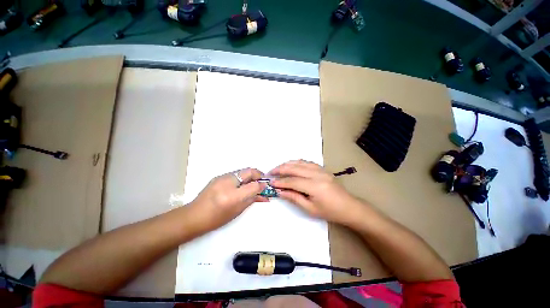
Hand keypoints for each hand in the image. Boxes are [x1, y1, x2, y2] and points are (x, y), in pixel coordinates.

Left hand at [188, 168, 267, 231]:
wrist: (194, 216)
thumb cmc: (217, 218)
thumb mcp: (238, 210)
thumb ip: (252, 199)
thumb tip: (263, 192)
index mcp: (233, 195)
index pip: (254, 185)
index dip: (262, 184)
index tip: (266, 186)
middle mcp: (228, 182)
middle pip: (249, 171)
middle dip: (258, 175)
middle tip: (262, 182)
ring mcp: (222, 177)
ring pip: (242, 171)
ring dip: (250, 176)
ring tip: (253, 183)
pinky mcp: (219, 177)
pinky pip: (235, 174)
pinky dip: (242, 177)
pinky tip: (243, 184)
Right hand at [269, 160, 362, 224]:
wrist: (349, 207)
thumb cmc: (330, 211)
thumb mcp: (310, 209)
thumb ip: (294, 198)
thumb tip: (280, 192)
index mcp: (315, 186)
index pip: (293, 181)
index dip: (280, 182)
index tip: (271, 182)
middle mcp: (317, 174)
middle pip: (295, 168)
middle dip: (281, 169)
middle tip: (270, 172)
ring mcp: (321, 170)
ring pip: (300, 162)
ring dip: (287, 164)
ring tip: (278, 168)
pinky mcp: (322, 169)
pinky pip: (307, 162)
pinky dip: (297, 162)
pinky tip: (291, 165)